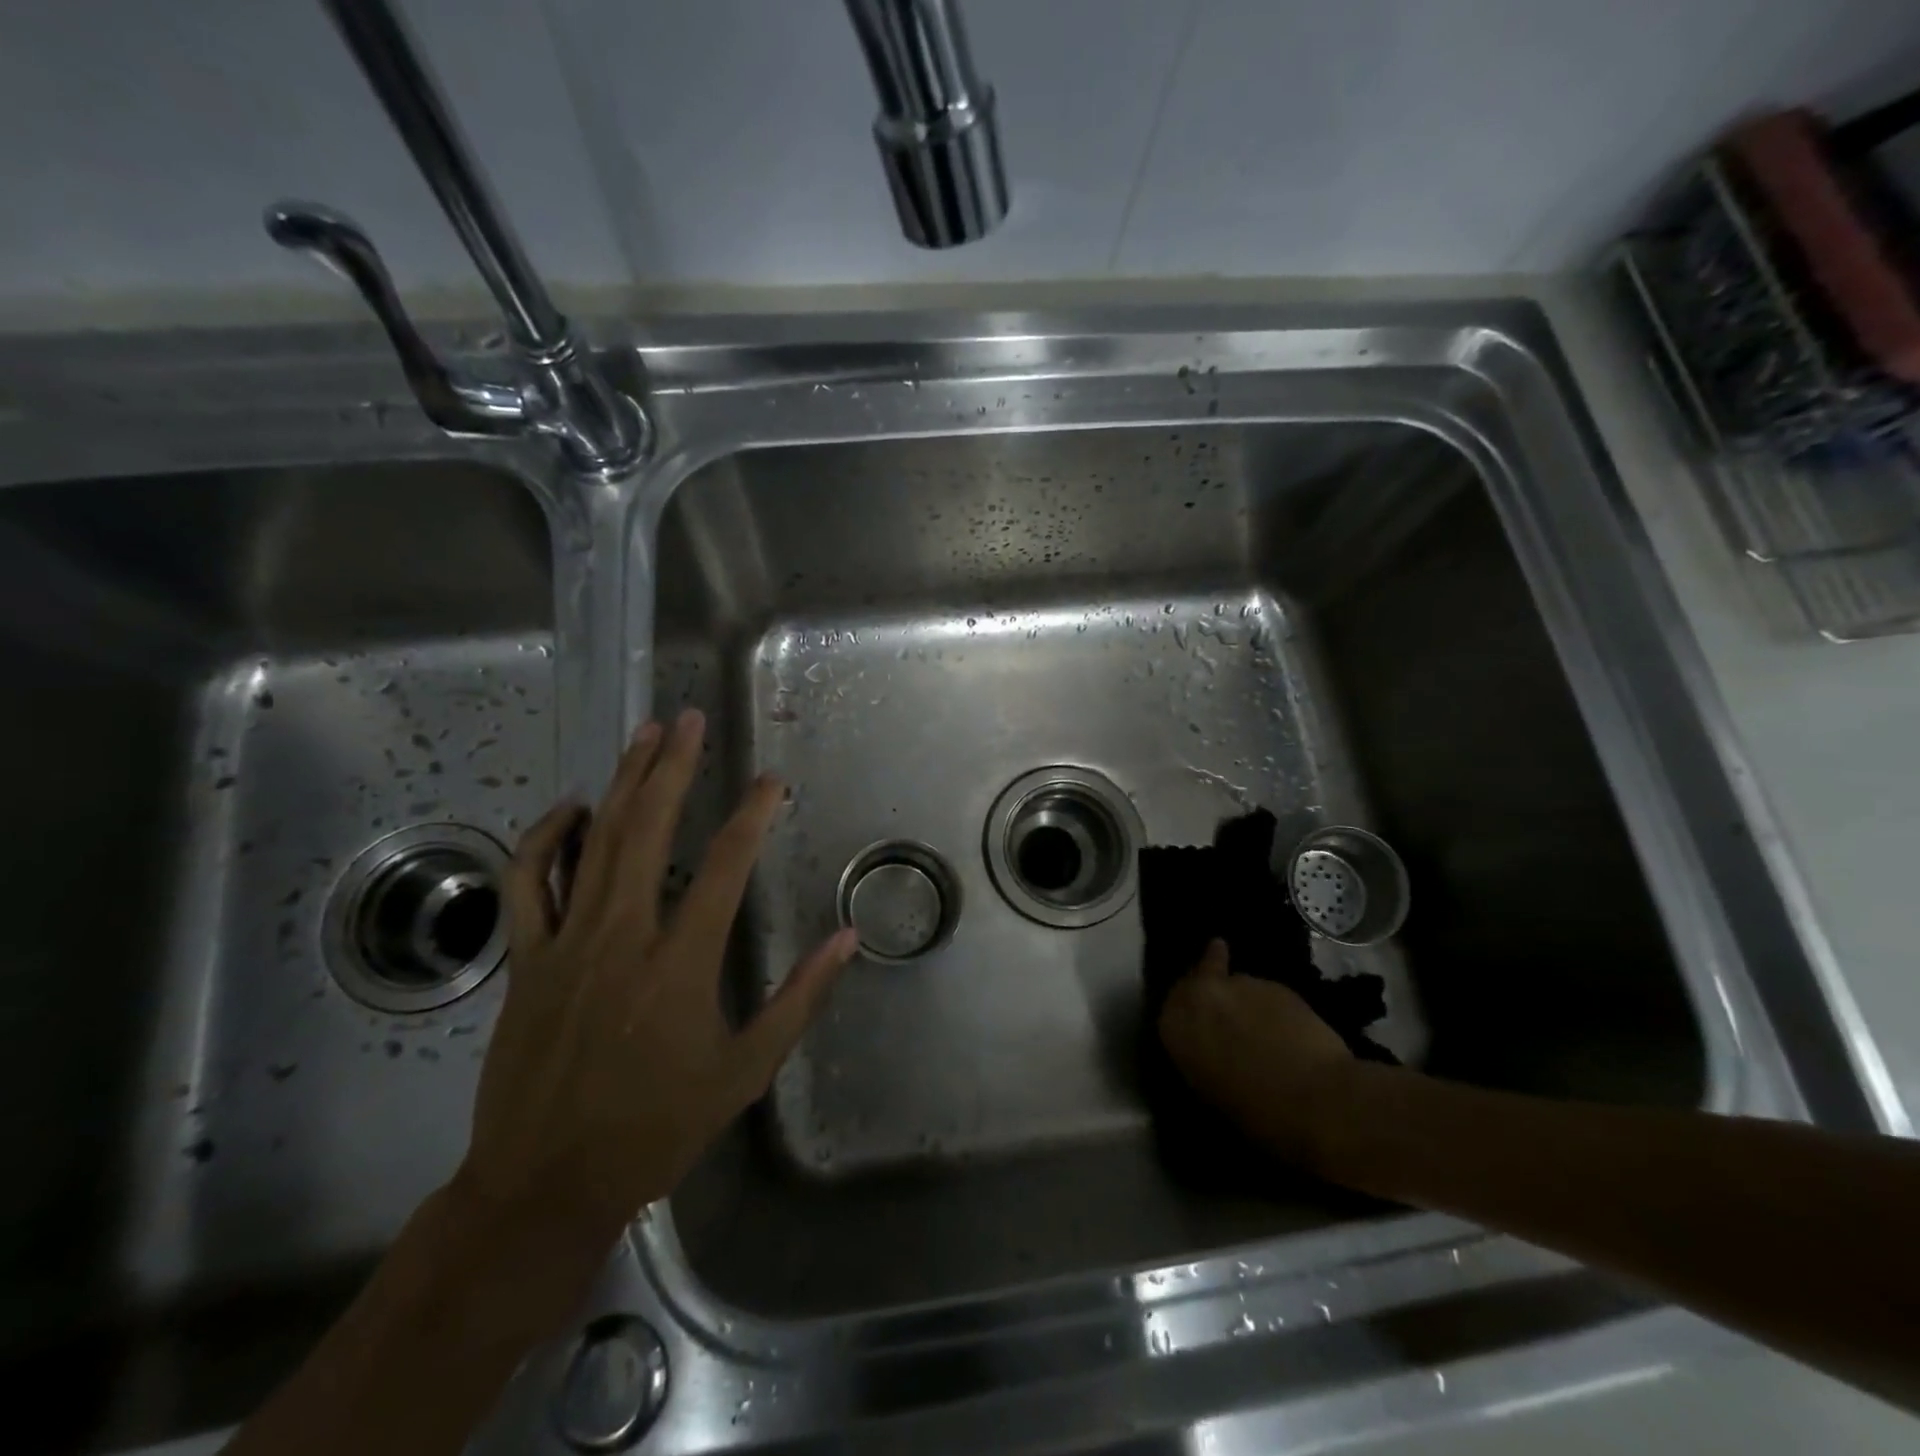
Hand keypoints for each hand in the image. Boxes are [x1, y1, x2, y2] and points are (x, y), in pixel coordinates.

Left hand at [450, 710, 857, 1307]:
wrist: (544, 1185)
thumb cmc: (656, 1129)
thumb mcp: (746, 1071)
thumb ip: (800, 999)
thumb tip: (848, 939)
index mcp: (680, 964)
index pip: (725, 866)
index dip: (753, 816)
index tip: (772, 783)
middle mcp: (622, 937)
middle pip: (649, 830)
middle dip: (673, 767)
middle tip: (689, 719)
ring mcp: (565, 943)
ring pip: (593, 842)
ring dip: (622, 782)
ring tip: (644, 736)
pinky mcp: (524, 959)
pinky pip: (528, 882)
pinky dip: (545, 838)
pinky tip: (573, 808)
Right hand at [1157, 939, 1355, 1165]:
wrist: (1320, 1100)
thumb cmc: (1259, 1113)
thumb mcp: (1210, 1089)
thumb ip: (1201, 1055)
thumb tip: (1210, 1047)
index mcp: (1176, 1025)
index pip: (1170, 1007)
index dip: (1187, 1015)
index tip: (1198, 1025)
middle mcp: (1201, 994)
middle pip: (1198, 979)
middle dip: (1208, 988)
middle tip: (1225, 1015)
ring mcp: (1241, 983)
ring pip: (1236, 986)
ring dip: (1244, 1004)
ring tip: (1266, 1034)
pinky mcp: (1277, 984)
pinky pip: (1266, 995)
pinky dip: (1272, 1011)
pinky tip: (1289, 1034)